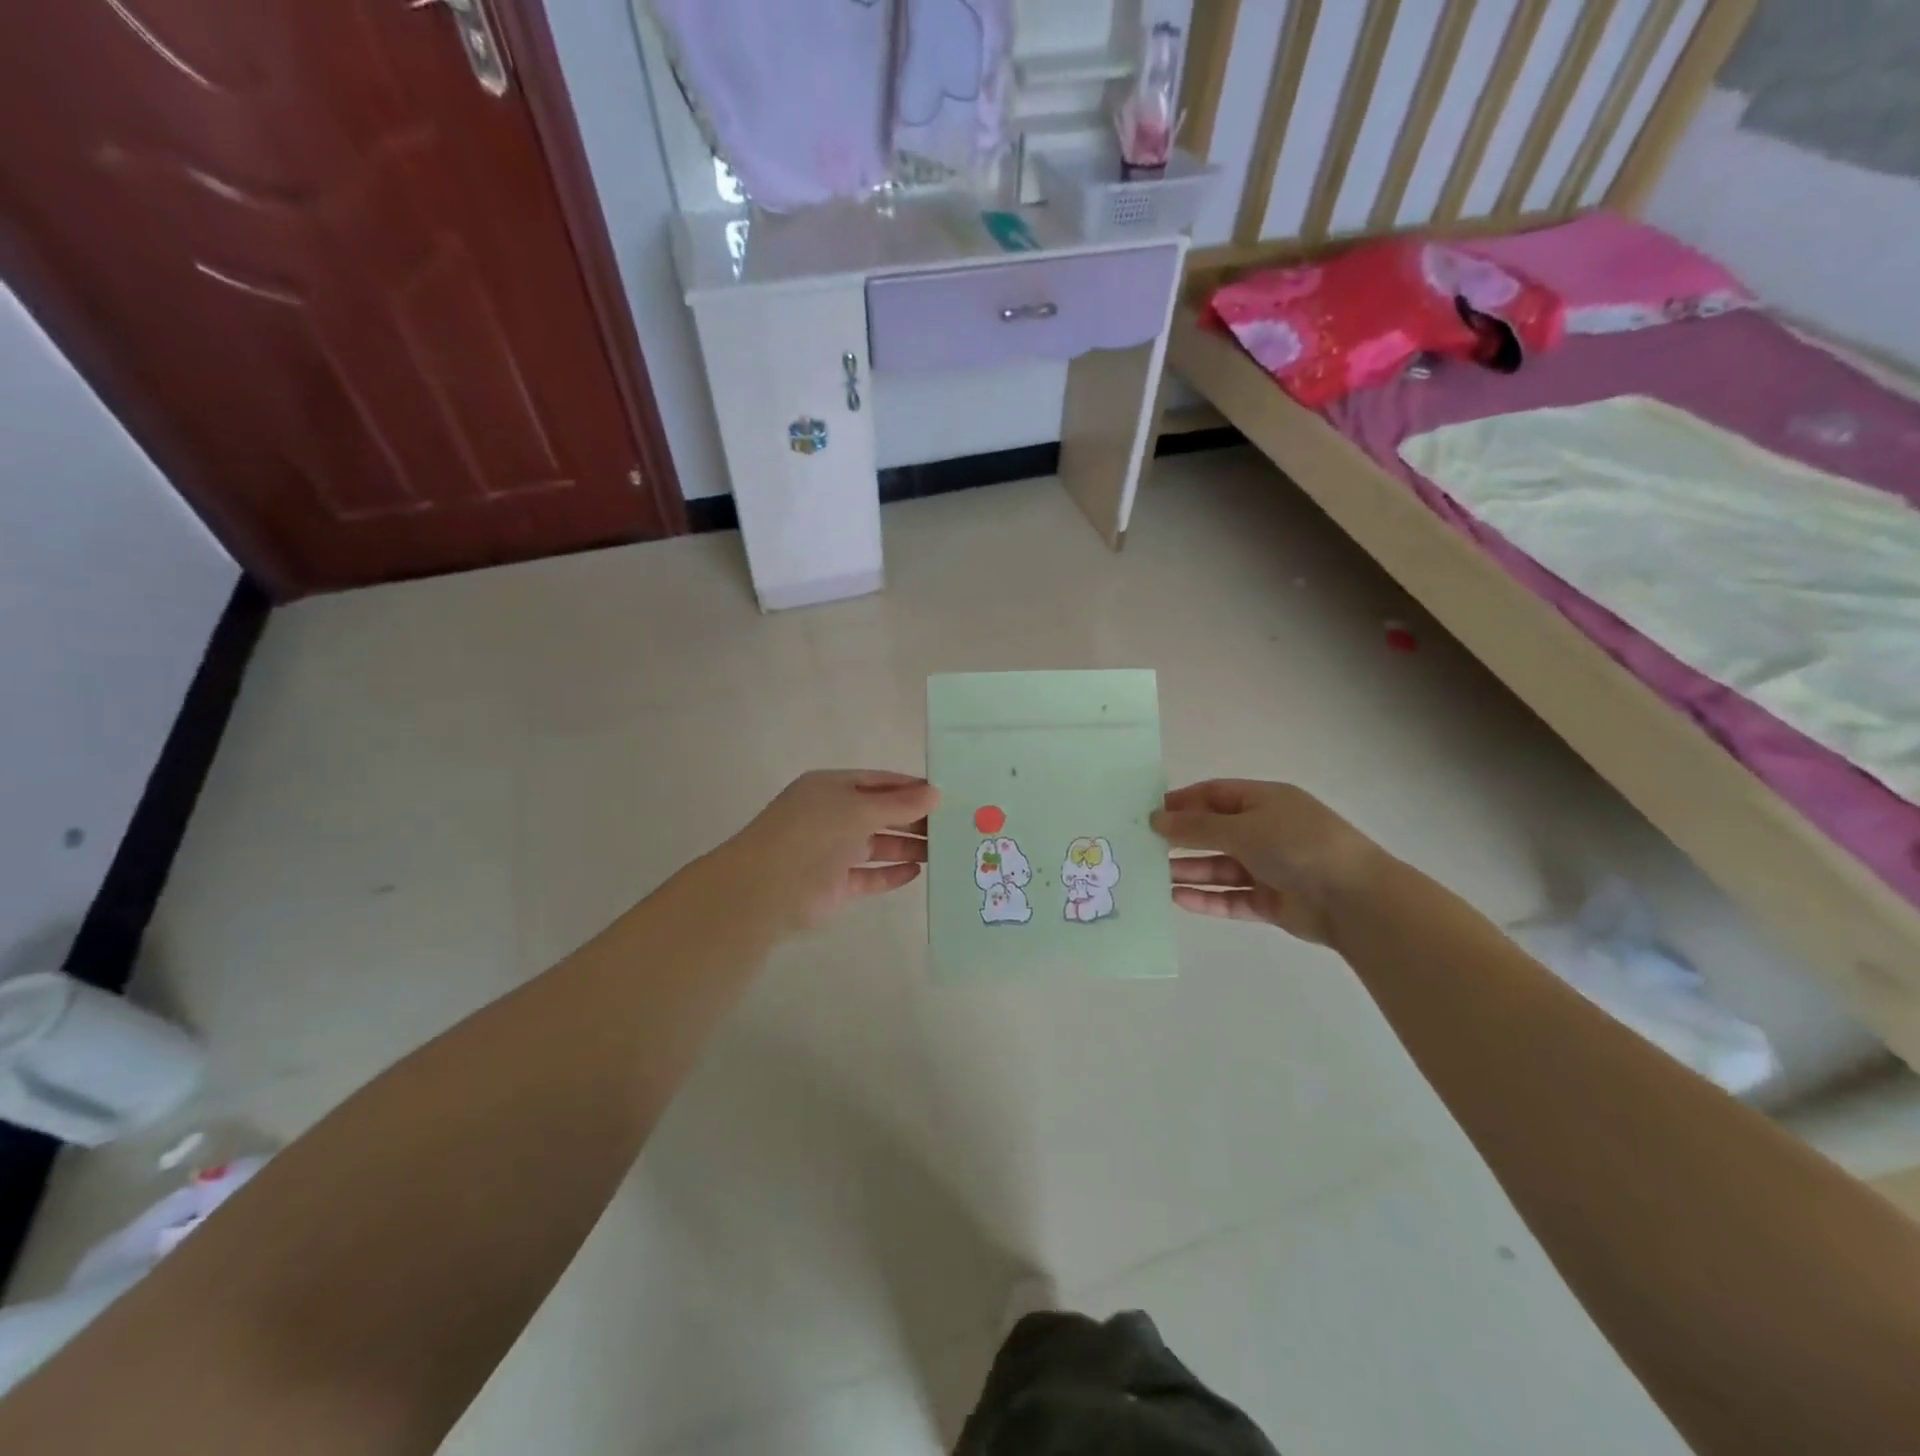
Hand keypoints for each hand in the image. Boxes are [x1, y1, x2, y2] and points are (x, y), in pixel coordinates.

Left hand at [721, 770, 937, 932]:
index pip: (877, 782)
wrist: (765, 889)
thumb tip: (935, 793)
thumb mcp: (859, 810)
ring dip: (907, 846)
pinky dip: (891, 873)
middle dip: (913, 818)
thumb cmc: (812, 834)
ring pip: (877, 845)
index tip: (944, 794)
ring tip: (943, 849)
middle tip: (951, 825)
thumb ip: (898, 804)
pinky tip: (917, 871)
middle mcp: (831, 816)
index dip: (909, 787)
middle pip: (880, 814)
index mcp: (830, 788)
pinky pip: (869, 875)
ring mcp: (832, 852)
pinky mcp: (835, 885)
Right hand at [1151, 779, 1382, 943]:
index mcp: (1265, 802)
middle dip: (1181, 840)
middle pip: (1214, 832)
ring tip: (1152, 876)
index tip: (1148, 813)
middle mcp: (1266, 831)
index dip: (1181, 802)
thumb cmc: (1297, 846)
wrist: (1354, 899)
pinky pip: (1231, 897)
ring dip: (1189, 871)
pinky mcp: (1271, 901)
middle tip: (1142, 847)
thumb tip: (1156, 819)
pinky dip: (1207, 898)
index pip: (1214, 795)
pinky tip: (1177, 899)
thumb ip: (1196, 827)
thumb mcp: (1242, 828)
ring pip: (1220, 867)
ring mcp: (1269, 867)